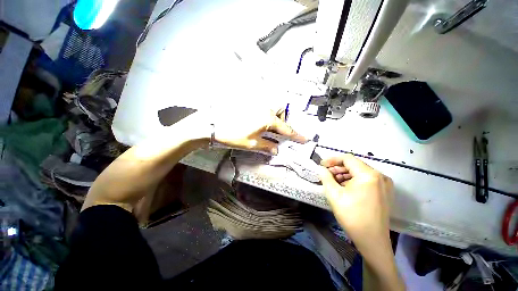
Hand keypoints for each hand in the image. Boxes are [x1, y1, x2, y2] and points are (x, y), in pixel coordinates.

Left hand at [212, 109, 306, 153]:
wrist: (213, 125)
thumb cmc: (233, 135)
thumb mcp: (252, 143)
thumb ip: (267, 146)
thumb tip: (276, 150)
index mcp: (267, 119)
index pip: (286, 129)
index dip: (295, 135)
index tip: (304, 139)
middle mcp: (264, 109)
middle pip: (280, 112)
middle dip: (282, 121)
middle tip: (277, 131)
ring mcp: (256, 105)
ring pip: (272, 109)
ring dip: (274, 118)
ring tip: (267, 128)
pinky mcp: (248, 105)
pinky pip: (263, 108)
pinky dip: (265, 115)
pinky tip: (258, 122)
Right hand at [318, 154, 393, 243]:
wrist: (372, 241)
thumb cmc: (352, 216)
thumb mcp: (334, 195)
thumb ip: (325, 177)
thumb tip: (321, 168)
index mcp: (369, 175)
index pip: (347, 159)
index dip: (332, 160)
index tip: (321, 165)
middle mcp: (380, 176)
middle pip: (354, 165)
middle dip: (338, 168)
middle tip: (326, 174)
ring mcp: (384, 184)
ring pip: (360, 172)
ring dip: (345, 174)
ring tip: (333, 181)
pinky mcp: (385, 191)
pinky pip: (366, 179)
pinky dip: (353, 180)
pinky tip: (344, 187)